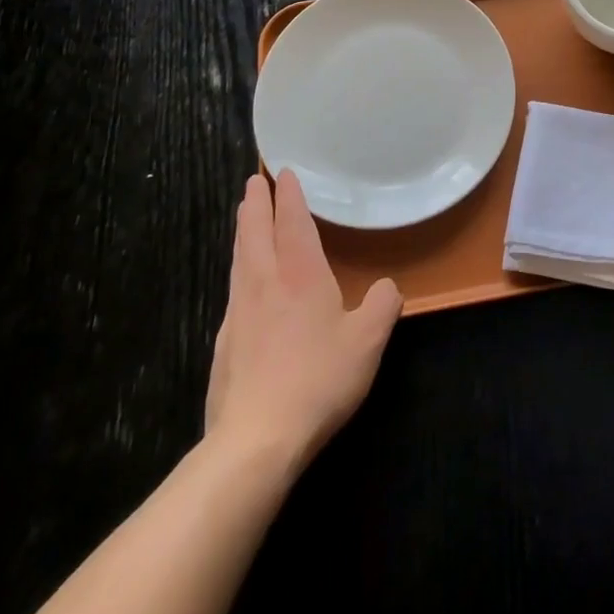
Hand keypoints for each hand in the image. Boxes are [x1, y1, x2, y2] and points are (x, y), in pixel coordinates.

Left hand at [204, 171, 401, 470]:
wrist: (255, 440)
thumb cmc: (318, 379)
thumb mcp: (368, 341)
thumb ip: (383, 305)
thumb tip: (387, 287)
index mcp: (300, 274)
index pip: (292, 222)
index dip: (289, 196)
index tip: (282, 173)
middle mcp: (265, 283)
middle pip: (255, 232)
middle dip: (256, 203)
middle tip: (254, 181)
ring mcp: (239, 313)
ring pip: (240, 259)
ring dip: (243, 232)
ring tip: (244, 219)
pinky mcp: (225, 343)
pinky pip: (235, 290)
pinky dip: (240, 270)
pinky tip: (244, 284)